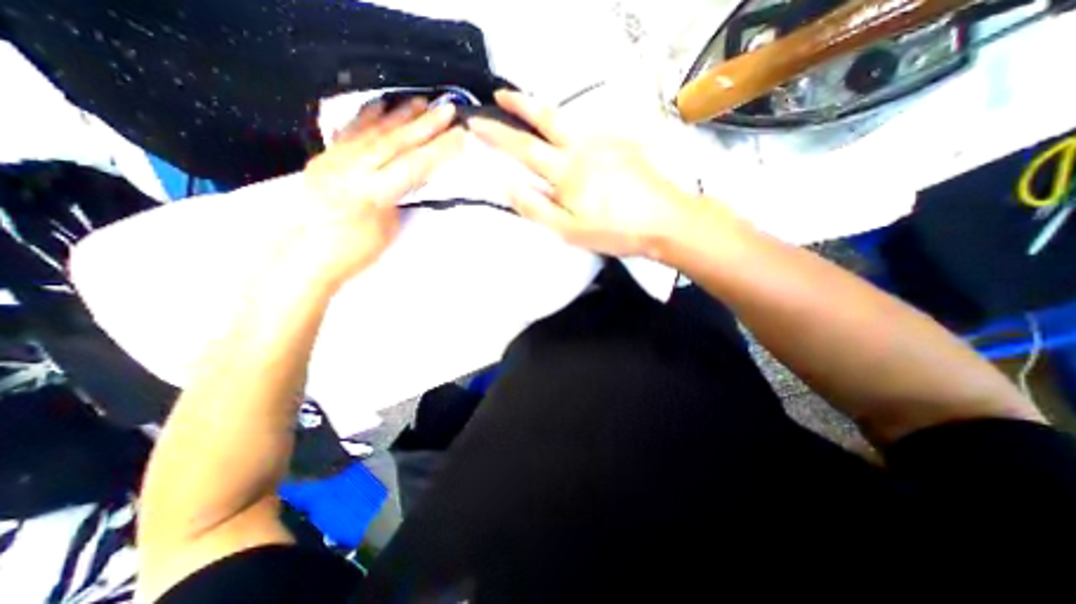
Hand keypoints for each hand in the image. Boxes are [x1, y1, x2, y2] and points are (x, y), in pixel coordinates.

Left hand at [292, 99, 464, 291]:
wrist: (306, 257)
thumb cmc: (354, 253)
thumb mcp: (387, 228)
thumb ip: (398, 198)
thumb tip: (410, 178)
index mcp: (372, 194)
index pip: (413, 166)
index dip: (439, 151)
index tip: (460, 136)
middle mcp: (351, 170)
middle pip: (395, 143)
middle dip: (425, 125)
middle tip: (447, 109)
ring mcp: (335, 161)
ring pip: (373, 133)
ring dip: (400, 116)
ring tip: (422, 102)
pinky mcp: (325, 159)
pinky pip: (348, 133)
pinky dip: (366, 117)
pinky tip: (380, 103)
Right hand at [468, 89, 703, 256]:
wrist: (664, 220)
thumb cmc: (614, 231)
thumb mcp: (568, 230)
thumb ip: (535, 207)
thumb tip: (508, 184)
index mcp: (566, 171)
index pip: (523, 148)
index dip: (497, 134)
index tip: (477, 123)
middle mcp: (583, 146)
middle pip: (546, 117)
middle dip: (519, 104)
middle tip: (501, 95)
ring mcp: (605, 140)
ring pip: (569, 117)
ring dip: (544, 110)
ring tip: (530, 109)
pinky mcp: (622, 142)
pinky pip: (590, 126)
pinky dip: (572, 124)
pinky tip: (570, 133)